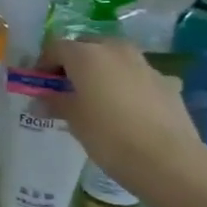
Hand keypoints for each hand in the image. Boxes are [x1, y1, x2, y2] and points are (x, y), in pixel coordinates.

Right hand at [44, 36, 206, 197]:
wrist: (167, 159)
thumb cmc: (108, 136)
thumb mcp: (73, 119)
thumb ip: (54, 103)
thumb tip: (41, 100)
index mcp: (86, 54)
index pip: (55, 47)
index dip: (43, 64)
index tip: (40, 84)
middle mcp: (115, 49)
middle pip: (87, 47)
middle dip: (74, 63)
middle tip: (66, 89)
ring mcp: (144, 64)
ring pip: (115, 58)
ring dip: (102, 71)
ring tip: (97, 98)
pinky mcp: (166, 81)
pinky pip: (138, 76)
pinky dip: (128, 85)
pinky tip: (128, 109)